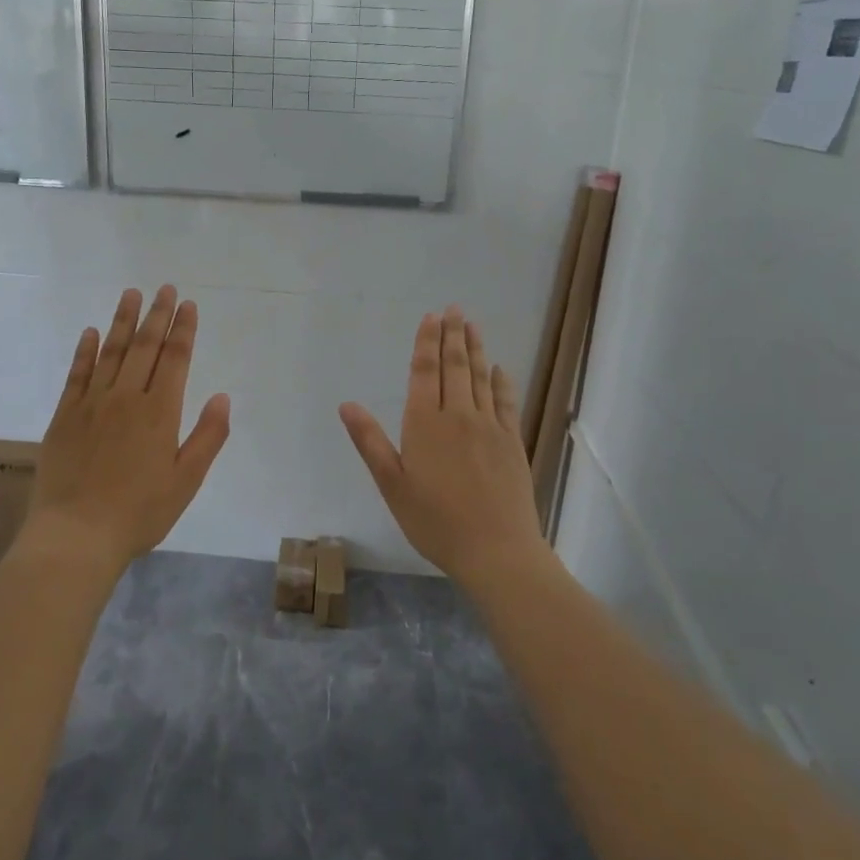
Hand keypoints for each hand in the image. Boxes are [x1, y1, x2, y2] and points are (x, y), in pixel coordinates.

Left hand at [27, 286, 230, 570]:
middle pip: (144, 347)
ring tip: (131, 294)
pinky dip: (85, 351)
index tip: (188, 305)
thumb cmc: (140, 512)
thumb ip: (207, 437)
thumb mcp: (186, 481)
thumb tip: (222, 396)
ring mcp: (92, 404)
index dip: (183, 330)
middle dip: (157, 315)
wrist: (77, 534)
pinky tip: (90, 333)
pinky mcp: (65, 416)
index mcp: (160, 412)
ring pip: (110, 352)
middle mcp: (126, 398)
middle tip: (164, 288)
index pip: (175, 359)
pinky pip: (77, 374)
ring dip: (122, 321)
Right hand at [340, 308, 544, 581]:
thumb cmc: (435, 521)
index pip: (424, 372)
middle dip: (453, 335)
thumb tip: (347, 404)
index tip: (431, 317)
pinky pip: (506, 401)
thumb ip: (370, 441)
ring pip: (481, 378)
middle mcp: (458, 415)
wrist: (496, 550)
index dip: (426, 342)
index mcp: (425, 424)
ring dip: (476, 349)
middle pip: (455, 366)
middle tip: (454, 309)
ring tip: (473, 326)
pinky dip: (501, 381)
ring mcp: (490, 427)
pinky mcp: (512, 441)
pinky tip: (500, 368)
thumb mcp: (392, 485)